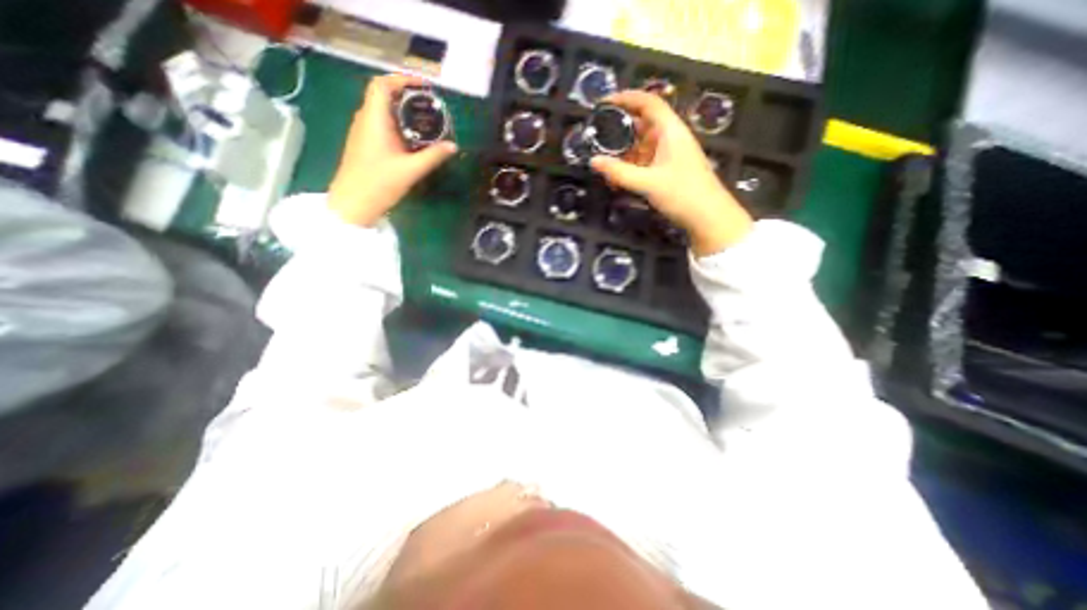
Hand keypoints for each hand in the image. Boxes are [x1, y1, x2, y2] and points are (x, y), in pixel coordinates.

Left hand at [324, 74, 454, 224]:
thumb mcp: (411, 170)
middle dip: (407, 95)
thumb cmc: (379, 183)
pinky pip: (382, 125)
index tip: (424, 87)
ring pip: (383, 111)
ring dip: (402, 111)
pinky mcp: (365, 144)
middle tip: (430, 105)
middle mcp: (366, 119)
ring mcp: (363, 132)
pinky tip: (413, 138)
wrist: (353, 203)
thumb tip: (453, 146)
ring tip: (425, 120)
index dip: (402, 80)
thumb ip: (433, 156)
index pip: (382, 85)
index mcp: (374, 119)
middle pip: (383, 96)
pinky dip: (398, 124)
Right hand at [592, 88, 753, 251]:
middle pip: (642, 124)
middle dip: (620, 129)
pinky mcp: (667, 170)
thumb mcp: (648, 183)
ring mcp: (669, 155)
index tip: (603, 103)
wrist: (708, 217)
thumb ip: (619, 172)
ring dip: (623, 152)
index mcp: (670, 131)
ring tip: (603, 160)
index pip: (648, 103)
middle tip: (597, 136)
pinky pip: (644, 162)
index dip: (626, 98)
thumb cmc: (683, 194)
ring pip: (641, 146)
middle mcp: (670, 138)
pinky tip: (616, 178)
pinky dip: (630, 166)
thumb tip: (593, 161)